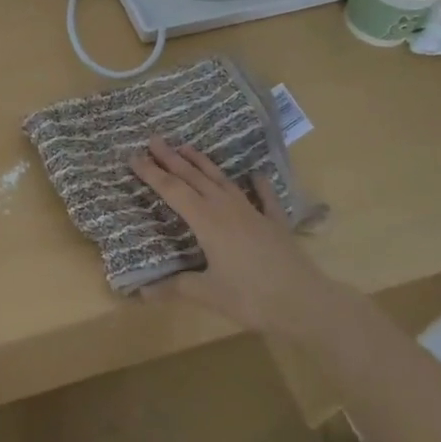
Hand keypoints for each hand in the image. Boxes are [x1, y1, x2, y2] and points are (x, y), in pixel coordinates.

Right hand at [129, 138, 326, 331]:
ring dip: (204, 163)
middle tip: (154, 139)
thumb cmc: (252, 298)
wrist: (306, 302)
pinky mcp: (275, 223)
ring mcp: (253, 212)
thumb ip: (176, 287)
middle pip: (194, 178)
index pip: (172, 191)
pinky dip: (258, 185)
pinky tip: (256, 174)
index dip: (152, 174)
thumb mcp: (208, 295)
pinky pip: (264, 198)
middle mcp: (226, 208)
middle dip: (172, 159)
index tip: (134, 156)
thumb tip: (142, 291)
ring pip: (223, 181)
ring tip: (188, 147)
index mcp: (206, 221)